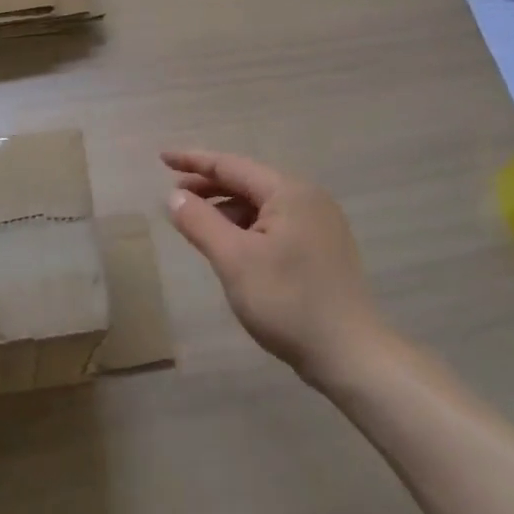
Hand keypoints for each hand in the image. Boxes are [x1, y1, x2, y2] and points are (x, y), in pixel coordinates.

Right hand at [164, 149, 387, 387]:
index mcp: (289, 191)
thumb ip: (200, 222)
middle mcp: (308, 198)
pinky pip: (274, 224)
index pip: (231, 165)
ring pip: (261, 205)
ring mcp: (319, 224)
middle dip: (208, 186)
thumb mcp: (234, 260)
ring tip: (196, 223)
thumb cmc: (288, 301)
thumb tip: (174, 196)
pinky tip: (230, 245)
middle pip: (247, 181)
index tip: (162, 158)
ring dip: (226, 209)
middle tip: (173, 195)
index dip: (193, 161)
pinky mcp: (322, 249)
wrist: (351, 355)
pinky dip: (246, 227)